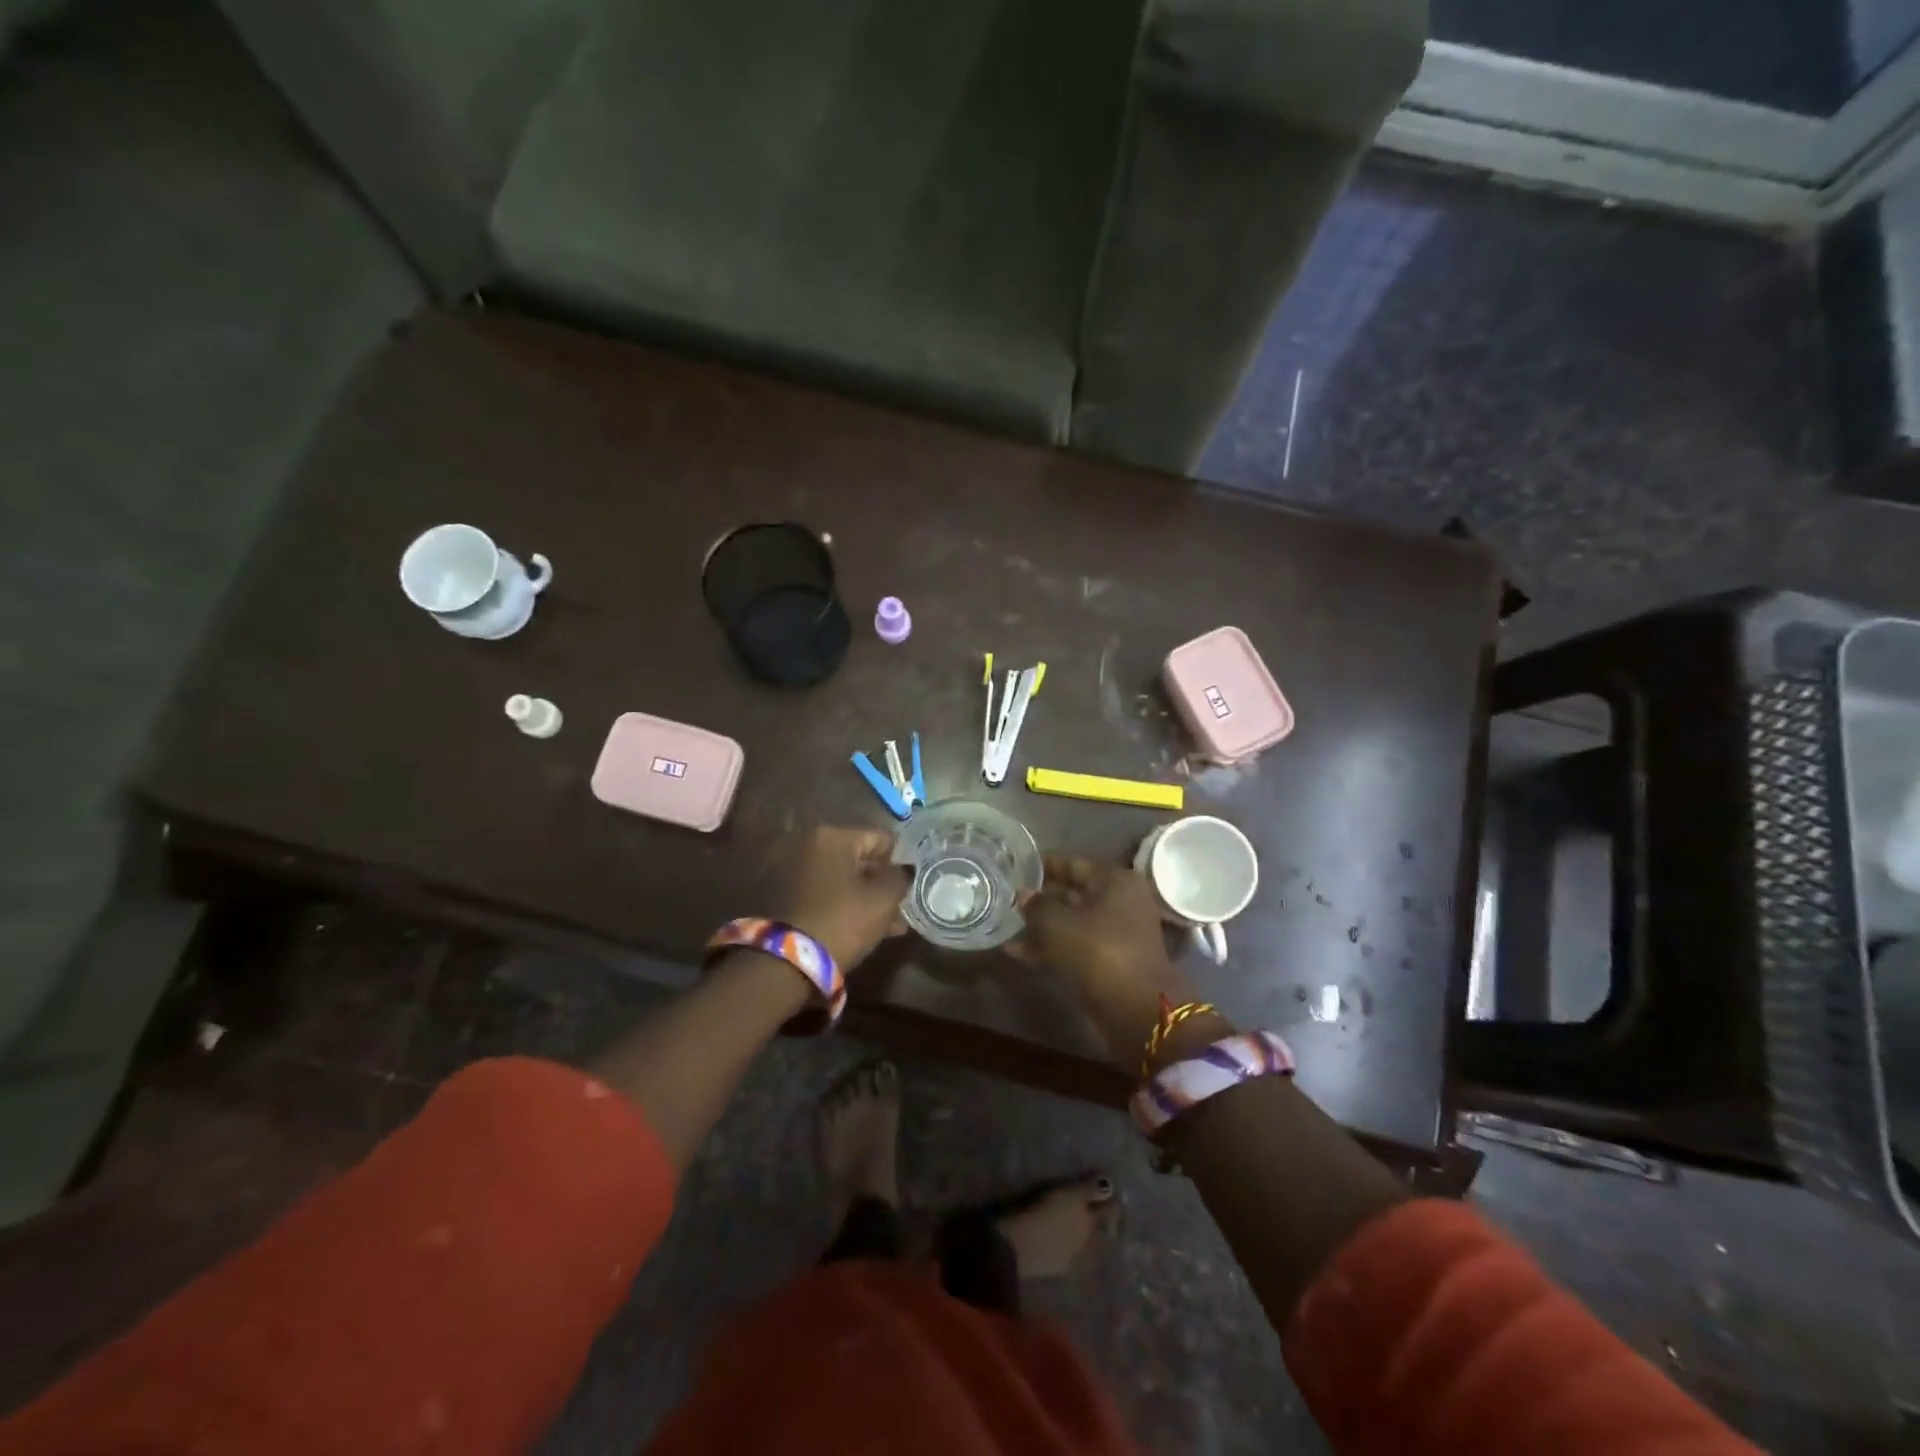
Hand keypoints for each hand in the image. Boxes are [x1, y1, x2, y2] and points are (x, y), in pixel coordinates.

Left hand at [777, 825, 909, 970]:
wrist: (790, 961)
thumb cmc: (844, 920)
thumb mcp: (883, 898)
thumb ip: (900, 878)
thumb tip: (904, 870)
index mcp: (834, 837)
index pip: (882, 840)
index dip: (900, 862)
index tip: (911, 886)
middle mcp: (812, 847)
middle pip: (862, 860)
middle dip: (883, 884)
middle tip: (903, 907)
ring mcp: (799, 872)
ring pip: (847, 881)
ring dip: (869, 899)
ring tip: (894, 925)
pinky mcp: (792, 898)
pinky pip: (831, 895)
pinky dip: (850, 907)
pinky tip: (872, 930)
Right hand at [1018, 854, 1209, 1066]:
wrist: (1137, 1011)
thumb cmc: (1098, 952)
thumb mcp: (1058, 924)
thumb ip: (1036, 905)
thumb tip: (1023, 895)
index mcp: (1115, 881)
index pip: (1074, 863)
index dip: (1043, 865)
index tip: (1015, 867)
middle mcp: (1119, 902)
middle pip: (1073, 892)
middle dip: (1040, 897)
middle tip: (1007, 896)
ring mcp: (1116, 934)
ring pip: (1071, 922)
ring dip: (1041, 925)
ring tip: (1006, 925)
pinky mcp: (1108, 962)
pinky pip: (1074, 946)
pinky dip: (1049, 948)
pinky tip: (1016, 952)